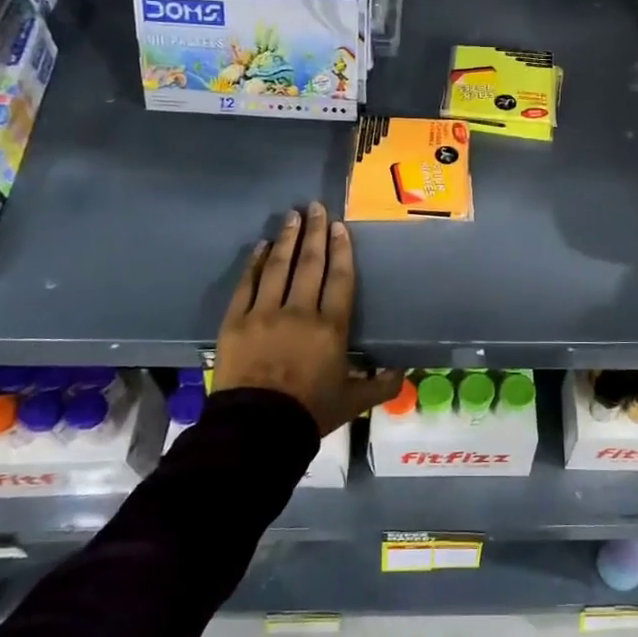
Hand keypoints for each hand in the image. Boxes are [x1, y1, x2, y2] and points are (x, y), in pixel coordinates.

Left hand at [217, 202, 403, 432]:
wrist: (257, 429)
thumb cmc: (310, 412)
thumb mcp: (353, 401)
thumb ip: (379, 385)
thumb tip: (401, 373)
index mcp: (331, 327)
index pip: (339, 279)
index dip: (341, 251)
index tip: (338, 227)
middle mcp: (300, 311)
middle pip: (309, 264)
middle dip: (314, 233)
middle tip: (315, 207)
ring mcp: (264, 313)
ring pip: (278, 267)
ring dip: (287, 239)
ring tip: (291, 216)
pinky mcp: (236, 322)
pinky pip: (247, 285)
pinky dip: (255, 263)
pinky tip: (261, 247)